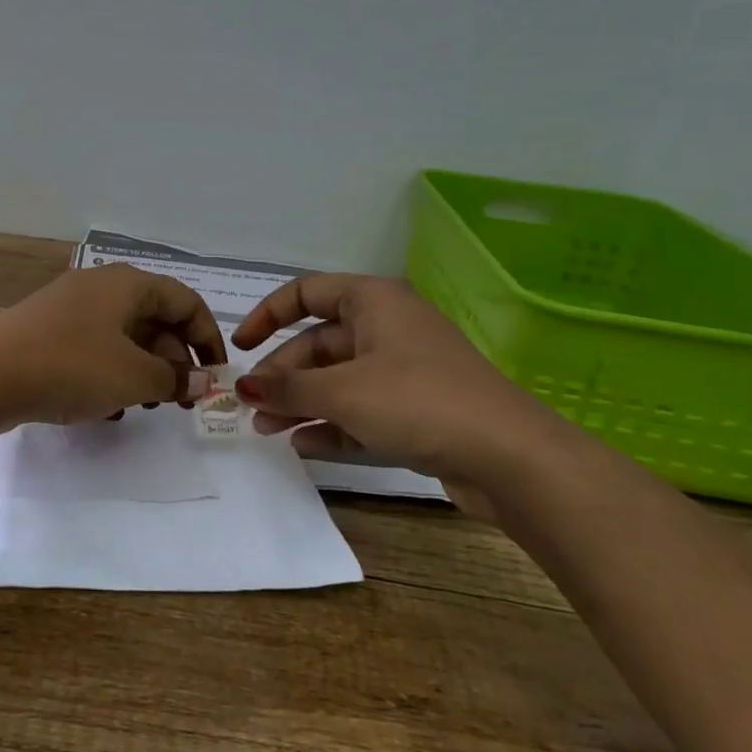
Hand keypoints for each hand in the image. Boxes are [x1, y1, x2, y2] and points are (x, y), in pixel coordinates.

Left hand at [0, 264, 226, 427]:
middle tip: (180, 400)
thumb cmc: (71, 366)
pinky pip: (93, 350)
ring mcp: (69, 309)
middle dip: (173, 360)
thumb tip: (202, 380)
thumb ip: (174, 379)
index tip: (215, 376)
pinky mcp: (47, 334)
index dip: (208, 337)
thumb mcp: (133, 376)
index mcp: (127, 284)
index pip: (185, 301)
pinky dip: (109, 374)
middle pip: (154, 318)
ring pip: (123, 337)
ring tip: (144, 406)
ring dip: (142, 371)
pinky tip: (106, 409)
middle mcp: (100, 288)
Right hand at [230, 274, 565, 517]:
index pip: (306, 293)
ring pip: (338, 379)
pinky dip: (332, 424)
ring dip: (301, 403)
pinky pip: (361, 409)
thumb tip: (244, 388)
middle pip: (319, 343)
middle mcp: (387, 327)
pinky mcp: (416, 409)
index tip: (240, 348)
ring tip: (268, 431)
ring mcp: (404, 370)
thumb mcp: (342, 392)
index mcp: (373, 302)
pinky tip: (304, 446)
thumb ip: (288, 388)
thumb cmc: (418, 402)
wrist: (511, 458)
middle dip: (282, 375)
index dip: (267, 315)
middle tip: (252, 407)